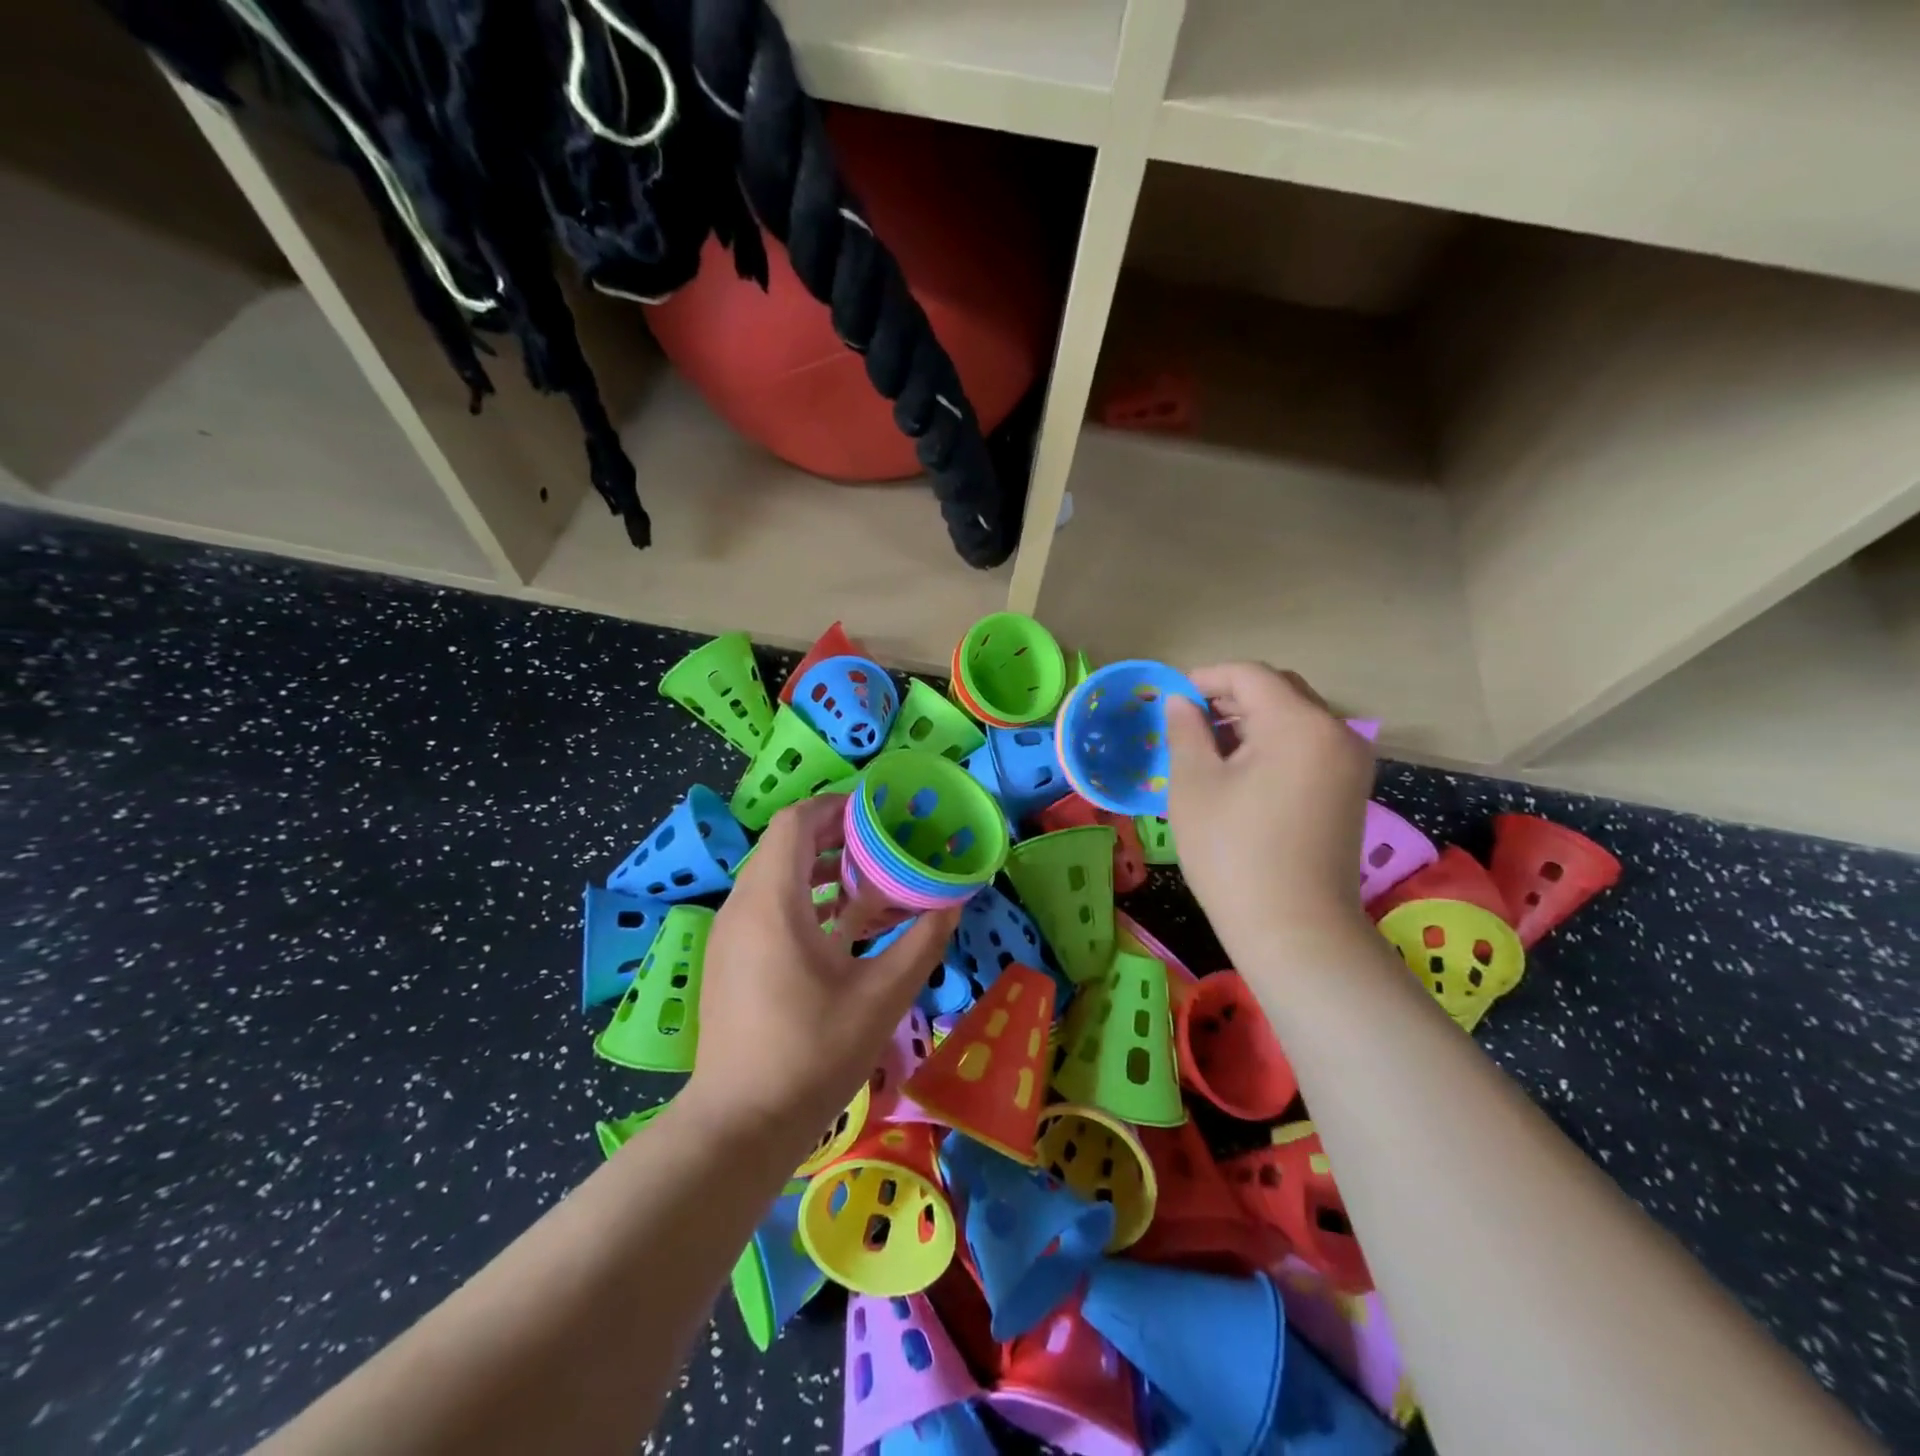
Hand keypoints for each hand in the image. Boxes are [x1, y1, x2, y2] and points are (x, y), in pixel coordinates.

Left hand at [685, 796, 957, 1142]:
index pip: (795, 822)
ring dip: (824, 868)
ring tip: (873, 879)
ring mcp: (731, 934)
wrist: (740, 1125)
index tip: (880, 813)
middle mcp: (743, 906)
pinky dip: (807, 899)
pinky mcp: (731, 958)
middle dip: (837, 836)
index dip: (837, 807)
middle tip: (886, 842)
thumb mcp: (881, 996)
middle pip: (787, 845)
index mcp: (773, 902)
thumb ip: (922, 941)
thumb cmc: (812, 1054)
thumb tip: (955, 901)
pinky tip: (845, 925)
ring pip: (777, 876)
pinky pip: (769, 906)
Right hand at [1164, 663, 1374, 960]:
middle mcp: (1336, 731)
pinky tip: (1242, 772)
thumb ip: (1185, 730)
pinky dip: (1274, 744)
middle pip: (1279, 689)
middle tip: (1187, 723)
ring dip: (1251, 720)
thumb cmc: (1232, 852)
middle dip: (1230, 697)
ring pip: (1295, 717)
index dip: (1205, 678)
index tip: (1169, 699)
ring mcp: (1350, 761)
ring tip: (1209, 749)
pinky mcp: (1350, 788)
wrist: (1295, 929)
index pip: (1249, 675)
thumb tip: (1180, 701)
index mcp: (1299, 723)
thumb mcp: (1194, 784)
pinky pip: (1309, 745)